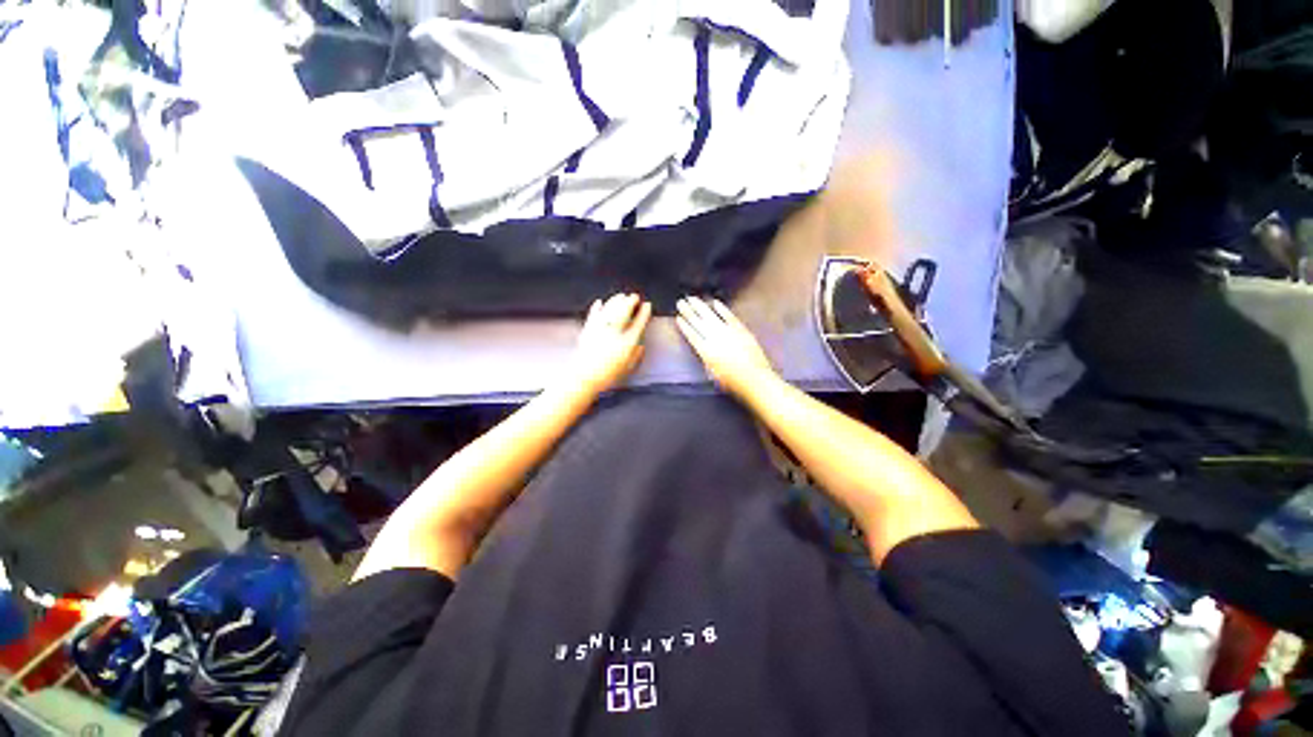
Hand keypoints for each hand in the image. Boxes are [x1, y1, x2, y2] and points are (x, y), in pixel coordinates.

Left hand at [570, 293, 651, 395]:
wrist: (585, 377)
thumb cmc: (608, 375)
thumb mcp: (628, 367)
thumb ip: (636, 354)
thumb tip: (641, 344)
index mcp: (627, 342)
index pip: (639, 322)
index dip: (644, 312)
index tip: (647, 305)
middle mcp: (614, 332)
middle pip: (624, 311)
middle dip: (630, 301)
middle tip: (634, 296)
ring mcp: (600, 329)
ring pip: (609, 309)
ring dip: (616, 300)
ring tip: (621, 296)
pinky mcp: (588, 330)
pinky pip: (594, 314)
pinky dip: (597, 307)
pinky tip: (600, 302)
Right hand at [675, 296, 776, 398]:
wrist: (754, 379)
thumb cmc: (732, 382)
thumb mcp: (713, 373)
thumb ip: (706, 359)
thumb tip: (701, 348)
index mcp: (706, 351)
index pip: (691, 335)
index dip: (684, 326)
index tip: (678, 317)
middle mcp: (714, 339)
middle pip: (698, 322)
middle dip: (688, 311)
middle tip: (681, 302)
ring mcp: (728, 332)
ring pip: (710, 316)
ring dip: (700, 306)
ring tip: (692, 299)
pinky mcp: (740, 329)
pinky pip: (729, 316)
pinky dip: (722, 308)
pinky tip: (715, 302)